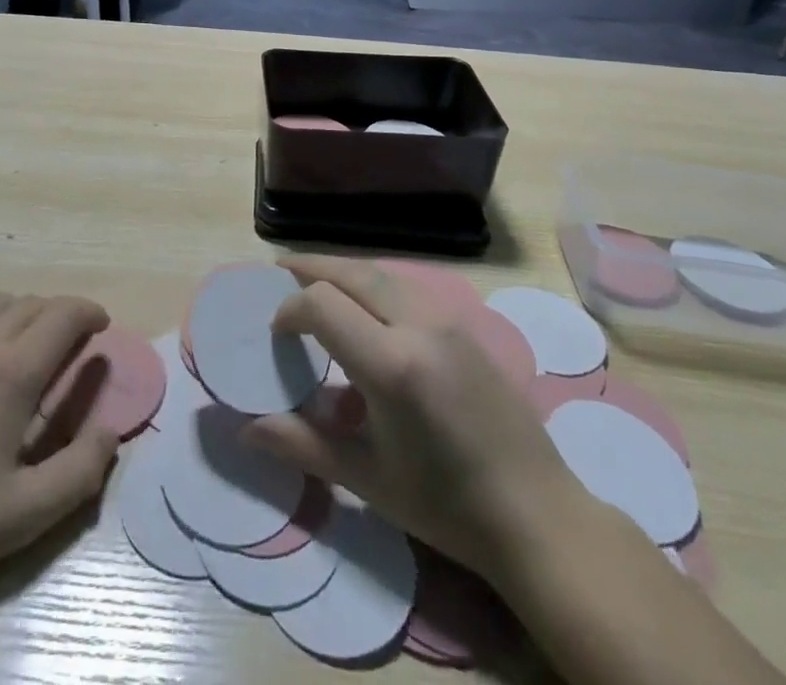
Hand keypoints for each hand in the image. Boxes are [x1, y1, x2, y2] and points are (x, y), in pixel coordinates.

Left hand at [0, 293, 119, 597]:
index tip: (101, 327)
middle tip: (72, 344)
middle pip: (34, 303)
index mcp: (12, 371)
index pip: (64, 316)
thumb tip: (111, 431)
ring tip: (30, 341)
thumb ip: (80, 470)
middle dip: (62, 314)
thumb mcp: (25, 514)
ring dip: (25, 312)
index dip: (89, 313)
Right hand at [242, 257, 583, 586]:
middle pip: (353, 273)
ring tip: (318, 283)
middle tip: (281, 272)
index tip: (275, 332)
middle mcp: (420, 325)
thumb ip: (304, 445)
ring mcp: (449, 321)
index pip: (323, 303)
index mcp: (392, 363)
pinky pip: (409, 288)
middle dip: (312, 268)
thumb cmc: (447, 507)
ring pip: (383, 274)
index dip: (290, 308)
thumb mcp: (369, 479)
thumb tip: (246, 430)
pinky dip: (376, 285)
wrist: (539, 516)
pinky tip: (367, 310)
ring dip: (345, 272)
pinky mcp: (466, 327)